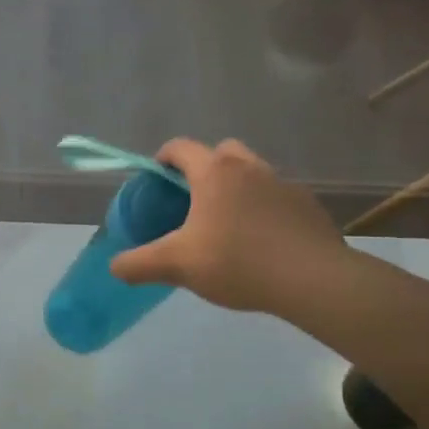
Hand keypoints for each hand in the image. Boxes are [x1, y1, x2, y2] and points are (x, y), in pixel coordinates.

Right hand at [109, 138, 343, 314]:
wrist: (313, 280)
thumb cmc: (237, 262)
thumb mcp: (176, 265)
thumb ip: (139, 264)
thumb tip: (114, 267)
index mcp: (215, 173)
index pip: (181, 147)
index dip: (163, 158)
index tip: (156, 178)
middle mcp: (250, 168)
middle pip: (222, 152)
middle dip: (204, 167)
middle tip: (192, 200)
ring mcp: (284, 184)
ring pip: (253, 173)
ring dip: (236, 188)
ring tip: (227, 225)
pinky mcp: (308, 206)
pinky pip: (277, 197)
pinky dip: (263, 210)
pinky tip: (260, 242)